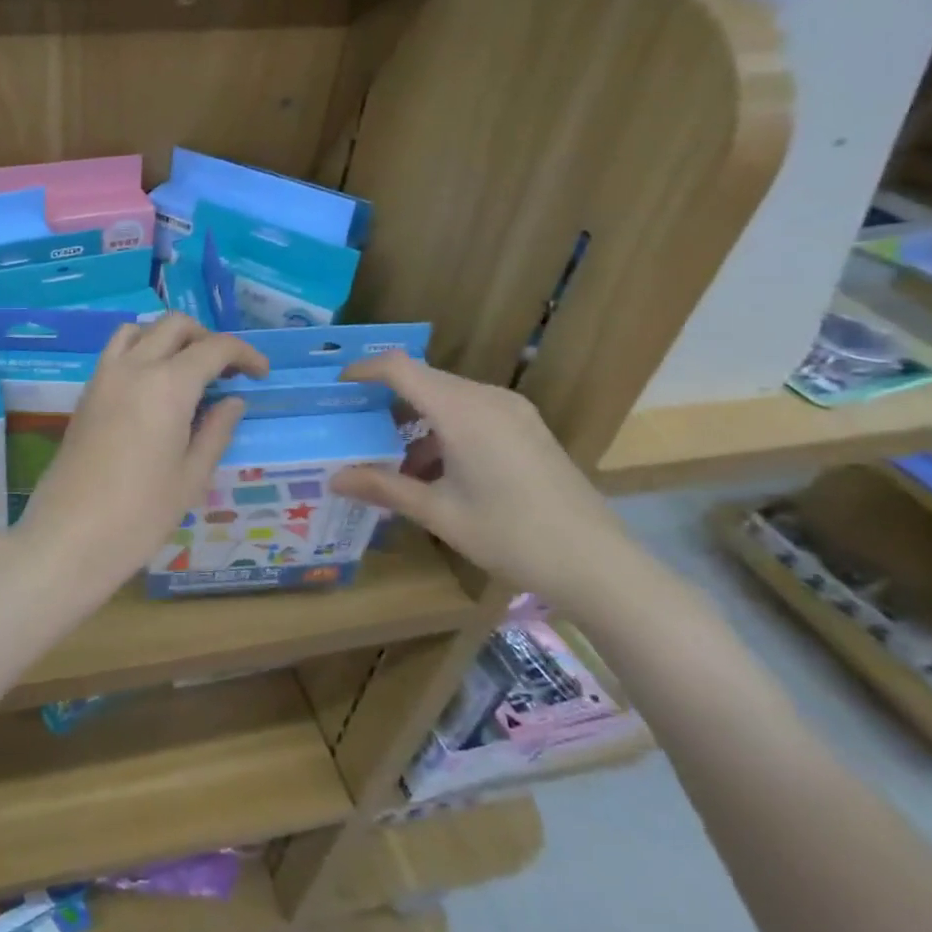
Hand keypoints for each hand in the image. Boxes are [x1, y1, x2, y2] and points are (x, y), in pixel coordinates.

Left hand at [18, 314, 266, 599]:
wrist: (70, 535)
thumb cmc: (140, 514)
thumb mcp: (192, 476)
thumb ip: (216, 430)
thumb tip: (233, 401)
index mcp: (168, 384)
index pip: (215, 347)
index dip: (245, 354)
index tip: (261, 374)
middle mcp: (133, 367)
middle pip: (174, 326)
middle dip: (206, 338)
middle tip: (225, 372)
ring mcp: (103, 377)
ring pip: (138, 330)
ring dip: (168, 338)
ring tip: (186, 372)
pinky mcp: (85, 394)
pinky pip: (116, 352)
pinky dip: (140, 351)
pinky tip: (153, 389)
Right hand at [330, 352, 635, 609]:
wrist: (597, 563)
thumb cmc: (510, 535)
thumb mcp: (438, 513)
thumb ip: (383, 488)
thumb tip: (333, 478)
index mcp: (462, 411)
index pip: (401, 368)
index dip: (364, 369)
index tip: (336, 387)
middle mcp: (488, 399)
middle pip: (424, 380)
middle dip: (386, 398)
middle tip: (354, 424)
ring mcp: (513, 412)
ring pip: (449, 397)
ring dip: (416, 418)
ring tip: (391, 457)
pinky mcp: (528, 428)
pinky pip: (473, 412)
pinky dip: (444, 428)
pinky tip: (435, 470)